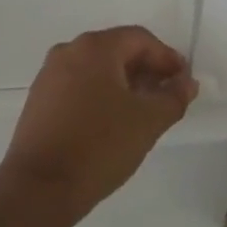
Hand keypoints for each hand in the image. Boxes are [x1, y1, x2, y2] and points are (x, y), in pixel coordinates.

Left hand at [0, 27, 197, 221]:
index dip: (167, 58)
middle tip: (166, 96)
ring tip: (142, 111)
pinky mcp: (40, 98)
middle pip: (117, 50)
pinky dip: (101, 94)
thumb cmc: (99, 145)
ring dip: (124, 83)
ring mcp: (50, 74)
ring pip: (97, 69)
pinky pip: (79, 85)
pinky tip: (112, 121)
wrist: (39, 187)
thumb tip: (186, 82)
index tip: (183, 82)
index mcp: (95, 47)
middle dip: (146, 70)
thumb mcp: (147, 122)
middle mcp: (69, 50)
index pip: (140, 39)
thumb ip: (173, 97)